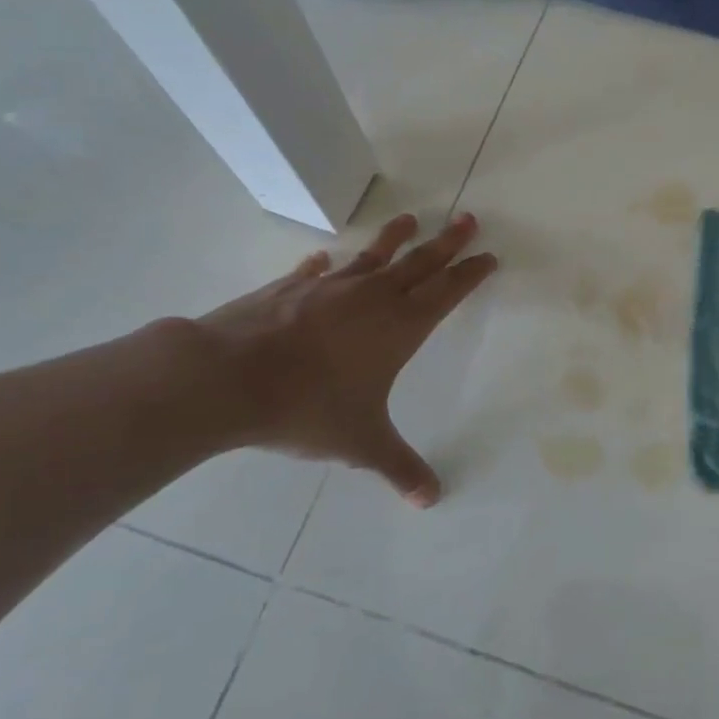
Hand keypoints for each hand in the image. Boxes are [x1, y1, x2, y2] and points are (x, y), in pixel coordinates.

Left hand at [193, 213, 496, 506]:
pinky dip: (325, 265)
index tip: (488, 256)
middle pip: (421, 261)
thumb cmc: (308, 407)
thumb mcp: (360, 442)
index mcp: (399, 327)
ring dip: (394, 238)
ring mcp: (330, 287)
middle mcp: (372, 297)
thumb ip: (399, 467)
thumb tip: (431, 500)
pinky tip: (323, 259)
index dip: (470, 274)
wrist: (229, 377)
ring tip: (409, 218)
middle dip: (448, 242)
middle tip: (468, 219)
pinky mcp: (290, 287)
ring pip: (373, 255)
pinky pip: (316, 271)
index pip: (447, 292)